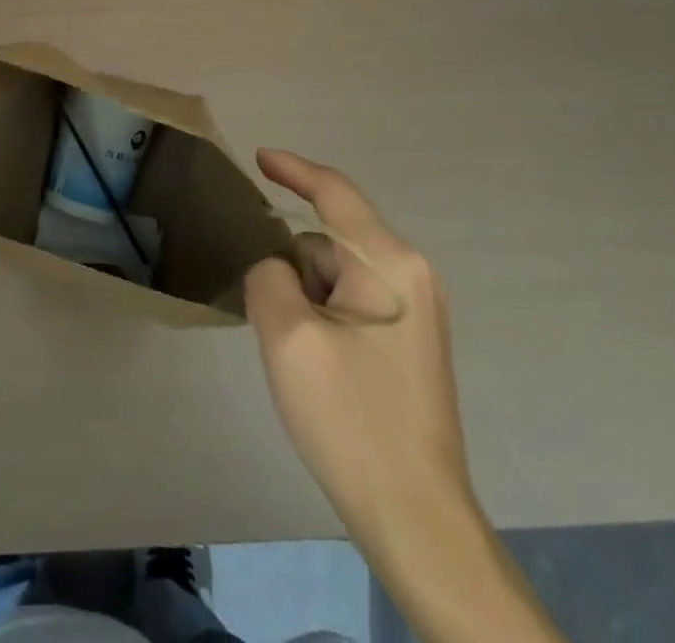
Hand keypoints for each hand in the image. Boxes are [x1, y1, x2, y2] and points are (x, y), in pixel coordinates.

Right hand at [243, 148, 473, 556]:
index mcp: (389, 264)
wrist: (416, 517)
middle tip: (269, 315)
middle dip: (293, 264)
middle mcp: (411, 275)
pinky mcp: (411, 340)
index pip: (335, 193)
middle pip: (331, 239)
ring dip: (305, 294)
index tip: (258, 157)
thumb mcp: (287, 337)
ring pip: (338, 274)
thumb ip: (269, 277)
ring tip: (294, 352)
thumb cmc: (351, 418)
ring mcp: (416, 310)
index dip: (293, 169)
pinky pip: (352, 300)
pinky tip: (314, 363)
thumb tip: (278, 269)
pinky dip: (322, 313)